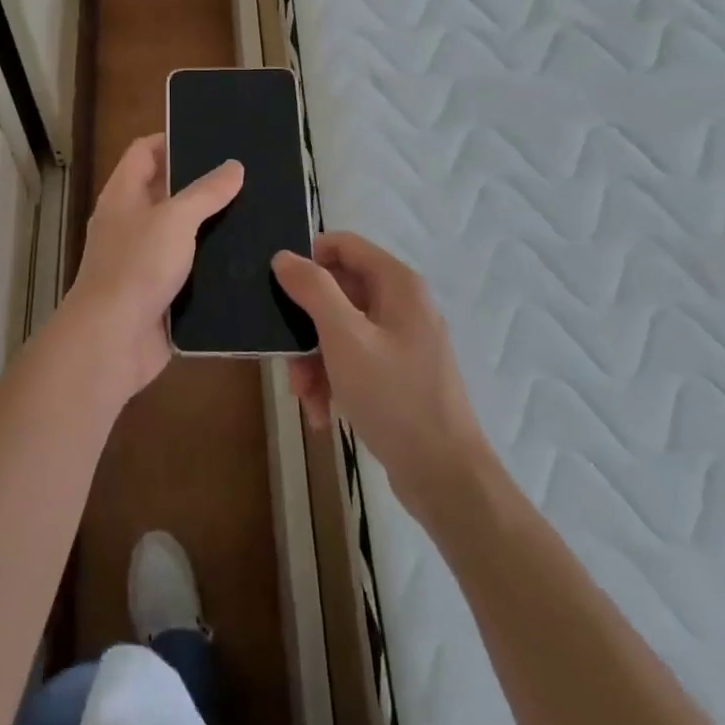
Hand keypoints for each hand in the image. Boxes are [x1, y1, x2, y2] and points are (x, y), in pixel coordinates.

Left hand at [63, 134, 243, 402]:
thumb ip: (205, 192)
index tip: (211, 138)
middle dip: (200, 184)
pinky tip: (244, 259)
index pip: (143, 151)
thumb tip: (233, 166)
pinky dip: (209, 263)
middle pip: (164, 190)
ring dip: (209, 226)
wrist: (112, 341)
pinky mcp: (157, 291)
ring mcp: (142, 258)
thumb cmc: (137, 267)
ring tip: (254, 213)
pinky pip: (187, 269)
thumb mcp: (175, 220)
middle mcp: (129, 221)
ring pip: (179, 232)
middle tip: (244, 176)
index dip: (171, 139)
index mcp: (123, 194)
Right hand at [273, 233, 487, 516]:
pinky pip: (353, 359)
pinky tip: (321, 412)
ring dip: (314, 359)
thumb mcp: (344, 338)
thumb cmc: (394, 397)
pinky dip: (333, 379)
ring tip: (304, 396)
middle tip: (286, 355)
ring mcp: (401, 340)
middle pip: (337, 291)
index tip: (279, 287)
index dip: (308, 258)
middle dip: (306, 324)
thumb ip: (313, 290)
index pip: (343, 245)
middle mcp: (402, 304)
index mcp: (398, 285)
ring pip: (340, 330)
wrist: (444, 478)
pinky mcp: (397, 374)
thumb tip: (283, 257)